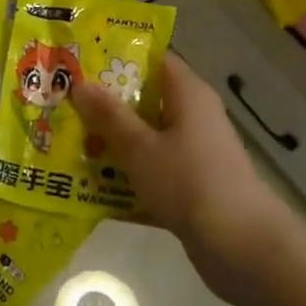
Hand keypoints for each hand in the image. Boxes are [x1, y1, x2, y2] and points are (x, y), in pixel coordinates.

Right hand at [70, 54, 283, 298]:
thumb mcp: (140, 147)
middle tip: (62, 106)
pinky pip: (151, 170)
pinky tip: (91, 188)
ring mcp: (194, 152)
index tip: (78, 64)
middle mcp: (193, 116)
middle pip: (144, 99)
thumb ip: (109, 115)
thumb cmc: (189, 182)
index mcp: (187, 93)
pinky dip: (127, 177)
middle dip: (104, 105)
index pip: (151, 59)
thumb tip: (80, 83)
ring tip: (67, 145)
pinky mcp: (191, 185)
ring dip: (112, 143)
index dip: (115, 58)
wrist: (242, 248)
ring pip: (145, 138)